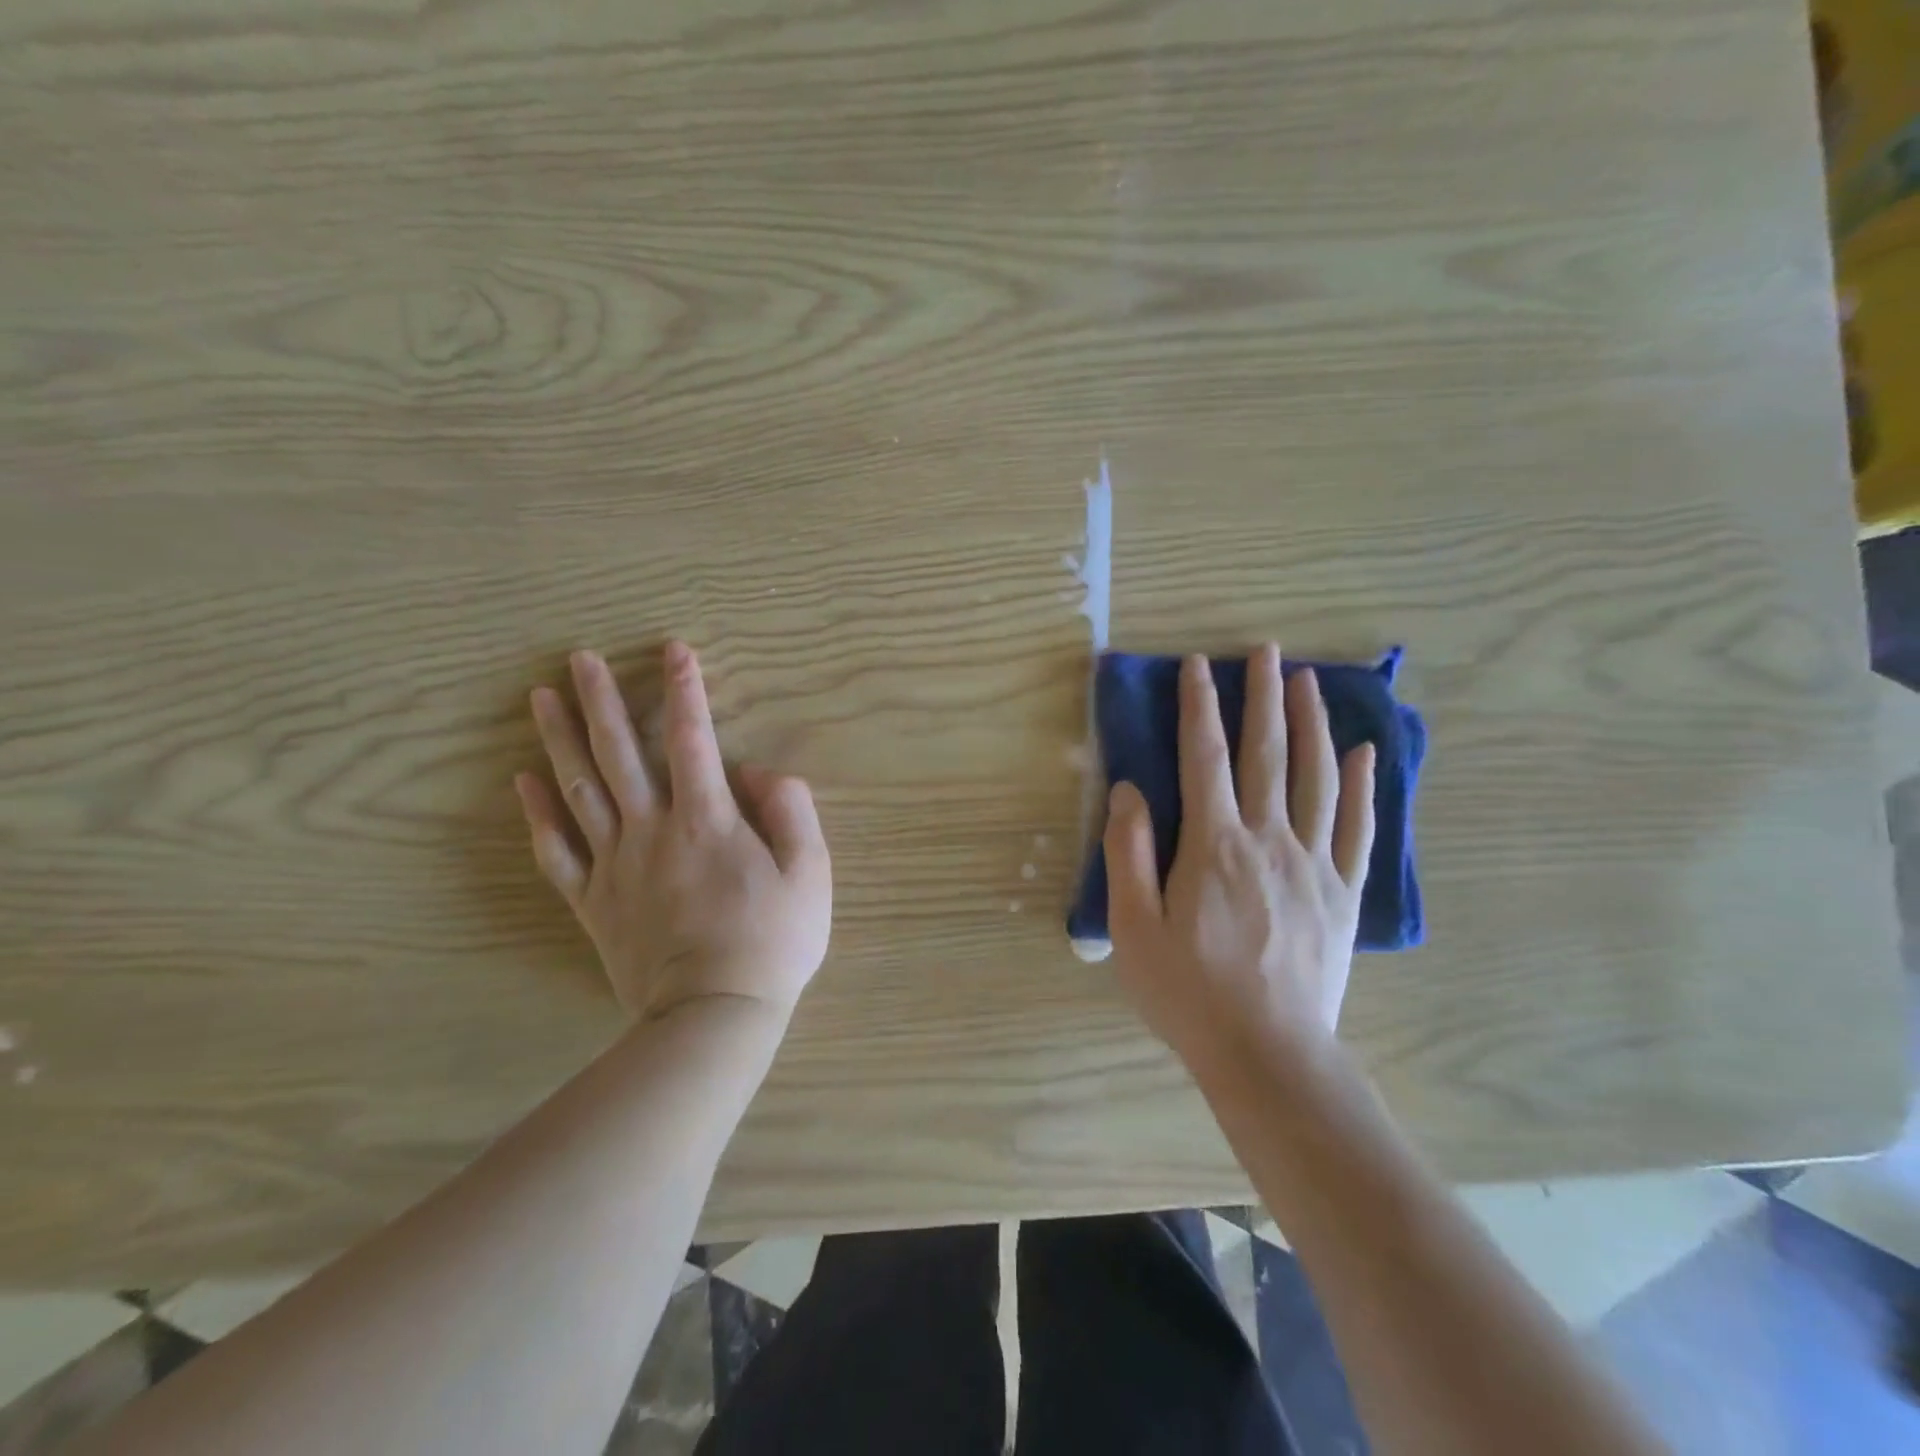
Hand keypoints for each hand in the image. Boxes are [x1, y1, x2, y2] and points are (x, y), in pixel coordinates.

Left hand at [514, 641, 831, 1020]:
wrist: (714, 1014)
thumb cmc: (773, 941)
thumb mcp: (811, 871)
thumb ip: (790, 809)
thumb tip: (755, 773)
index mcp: (709, 821)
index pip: (694, 739)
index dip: (685, 691)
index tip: (674, 651)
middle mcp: (653, 831)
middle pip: (621, 754)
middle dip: (601, 700)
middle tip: (579, 659)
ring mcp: (616, 866)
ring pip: (580, 790)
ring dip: (560, 740)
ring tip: (541, 697)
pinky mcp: (593, 901)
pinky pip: (556, 852)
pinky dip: (537, 814)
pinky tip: (523, 781)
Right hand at [1104, 645, 1374, 1074]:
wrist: (1268, 1054)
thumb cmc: (1188, 992)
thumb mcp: (1133, 927)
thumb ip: (1129, 852)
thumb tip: (1129, 790)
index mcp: (1213, 845)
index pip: (1205, 758)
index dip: (1199, 707)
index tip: (1197, 665)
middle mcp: (1269, 840)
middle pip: (1267, 754)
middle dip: (1262, 697)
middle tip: (1266, 651)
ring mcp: (1314, 864)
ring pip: (1317, 778)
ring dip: (1310, 725)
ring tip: (1307, 682)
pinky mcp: (1343, 892)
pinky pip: (1357, 828)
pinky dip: (1362, 786)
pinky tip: (1364, 753)